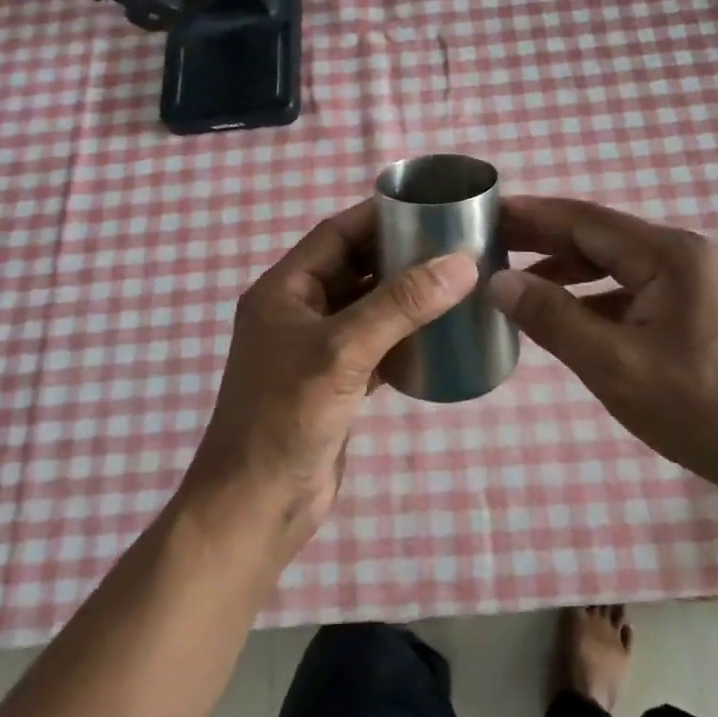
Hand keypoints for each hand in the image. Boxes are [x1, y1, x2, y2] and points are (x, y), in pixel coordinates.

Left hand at [185, 199, 478, 545]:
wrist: (256, 507)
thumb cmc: (286, 417)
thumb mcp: (343, 351)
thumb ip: (400, 304)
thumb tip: (461, 263)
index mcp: (285, 289)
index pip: (336, 234)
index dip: (380, 217)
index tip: (430, 208)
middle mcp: (299, 311)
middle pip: (355, 267)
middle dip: (401, 256)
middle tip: (455, 245)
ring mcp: (317, 349)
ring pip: (369, 307)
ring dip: (407, 298)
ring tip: (457, 283)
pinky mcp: (336, 383)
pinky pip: (376, 345)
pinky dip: (405, 337)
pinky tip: (441, 335)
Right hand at [492, 196, 717, 492]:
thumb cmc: (700, 409)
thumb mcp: (616, 367)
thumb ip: (554, 319)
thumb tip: (500, 282)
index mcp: (669, 255)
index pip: (586, 221)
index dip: (533, 216)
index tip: (488, 212)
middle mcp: (682, 254)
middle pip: (599, 236)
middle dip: (543, 239)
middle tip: (489, 241)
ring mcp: (692, 279)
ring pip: (614, 263)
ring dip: (566, 269)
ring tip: (514, 277)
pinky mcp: (693, 306)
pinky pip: (630, 288)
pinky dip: (593, 295)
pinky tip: (563, 312)